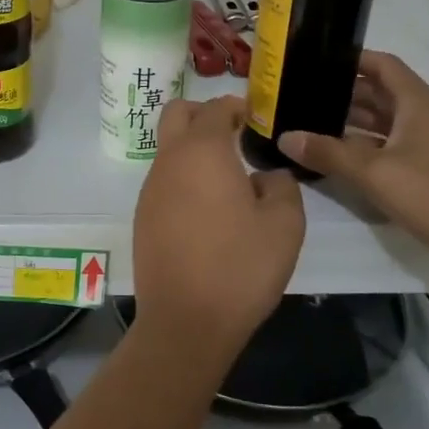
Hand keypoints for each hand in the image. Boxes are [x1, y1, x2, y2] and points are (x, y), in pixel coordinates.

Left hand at [133, 95, 305, 354]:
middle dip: (204, 114)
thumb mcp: (285, 225)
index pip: (215, 108)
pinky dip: (184, 178)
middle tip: (235, 134)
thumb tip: (266, 176)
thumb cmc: (240, 267)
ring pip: (168, 149)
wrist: (185, 322)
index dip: (237, 106)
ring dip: (194, 150)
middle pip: (177, 114)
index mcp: (202, 151)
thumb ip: (282, 186)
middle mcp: (169, 161)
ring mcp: (150, 189)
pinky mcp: (143, 217)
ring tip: (229, 179)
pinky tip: (209, 211)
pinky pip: (164, 180)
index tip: (257, 118)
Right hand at [278, 51, 428, 256]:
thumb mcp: (376, 173)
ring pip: (387, 125)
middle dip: (344, 94)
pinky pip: (394, 151)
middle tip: (302, 98)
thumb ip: (330, 153)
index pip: (383, 65)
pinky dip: (368, 151)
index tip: (316, 60)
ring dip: (354, 125)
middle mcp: (427, 118)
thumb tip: (286, 136)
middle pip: (383, 94)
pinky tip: (341, 162)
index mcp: (419, 103)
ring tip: (312, 126)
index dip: (352, 58)